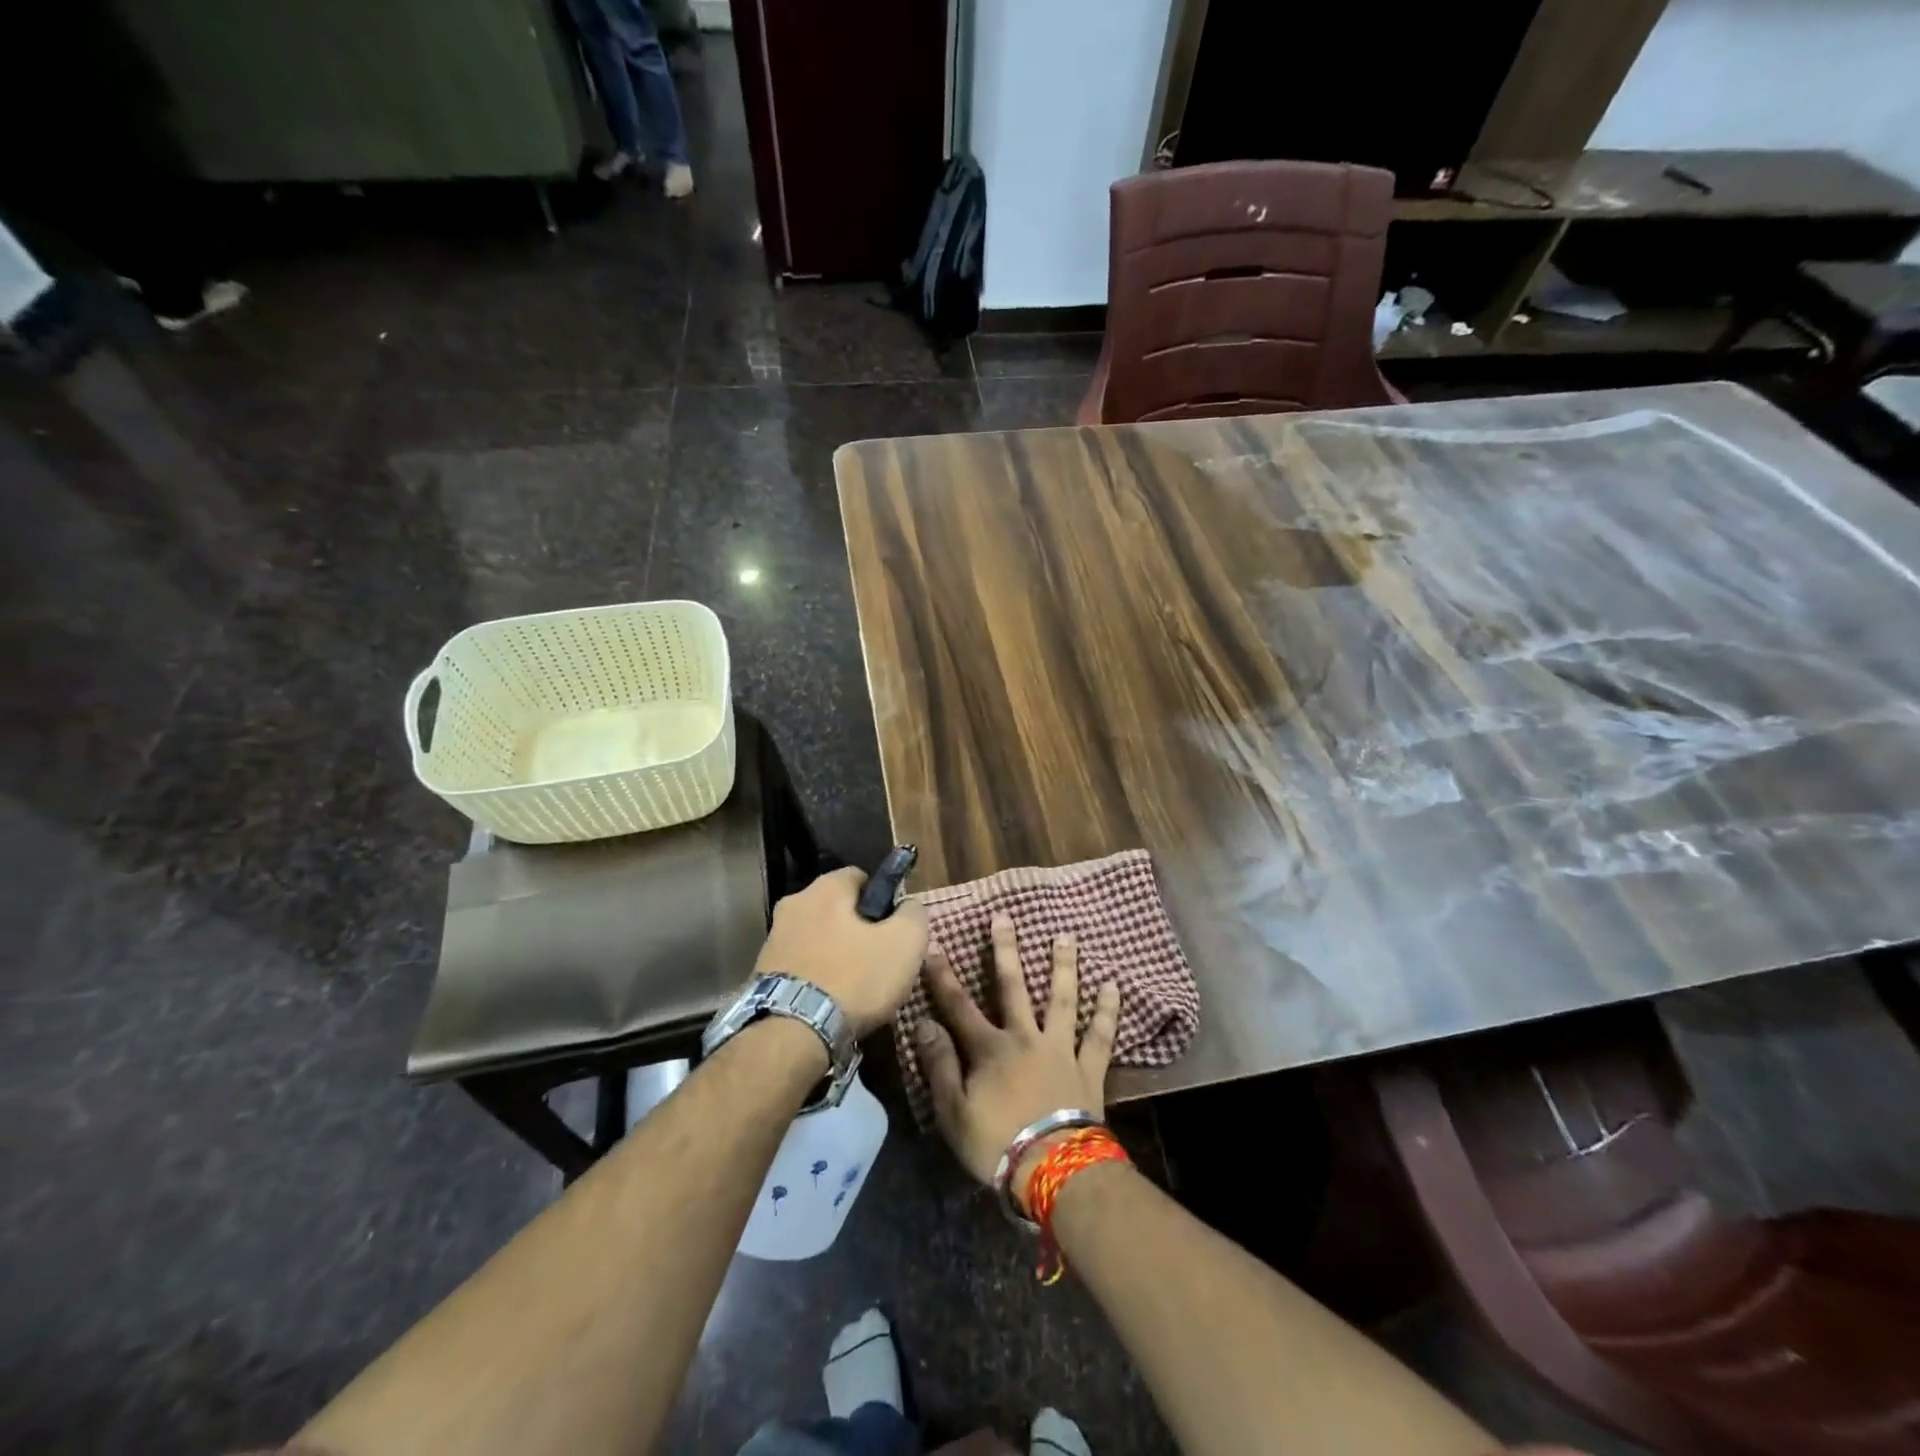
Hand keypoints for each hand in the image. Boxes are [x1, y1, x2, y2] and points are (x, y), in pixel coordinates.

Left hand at [754, 867, 928, 1036]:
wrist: (792, 1034)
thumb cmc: (855, 979)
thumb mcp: (905, 943)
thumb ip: (913, 914)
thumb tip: (908, 906)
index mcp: (825, 888)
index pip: (861, 877)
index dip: (883, 899)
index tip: (894, 929)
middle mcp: (793, 903)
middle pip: (837, 909)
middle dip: (858, 929)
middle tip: (879, 960)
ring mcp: (773, 939)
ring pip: (818, 937)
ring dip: (835, 954)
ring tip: (856, 988)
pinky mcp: (761, 973)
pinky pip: (801, 965)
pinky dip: (817, 977)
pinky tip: (831, 1002)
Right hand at [914, 914, 1120, 1196]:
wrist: (1055, 1171)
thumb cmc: (997, 1144)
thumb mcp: (954, 1111)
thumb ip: (940, 1065)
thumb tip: (923, 1023)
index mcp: (989, 1049)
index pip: (959, 1006)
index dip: (944, 977)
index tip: (934, 946)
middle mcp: (1025, 1037)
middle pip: (1013, 987)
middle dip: (1005, 950)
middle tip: (1004, 917)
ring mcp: (1060, 1049)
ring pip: (1061, 999)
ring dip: (1063, 966)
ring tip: (1066, 936)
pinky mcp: (1089, 1068)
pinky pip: (1100, 1035)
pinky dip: (1107, 1010)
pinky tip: (1113, 985)